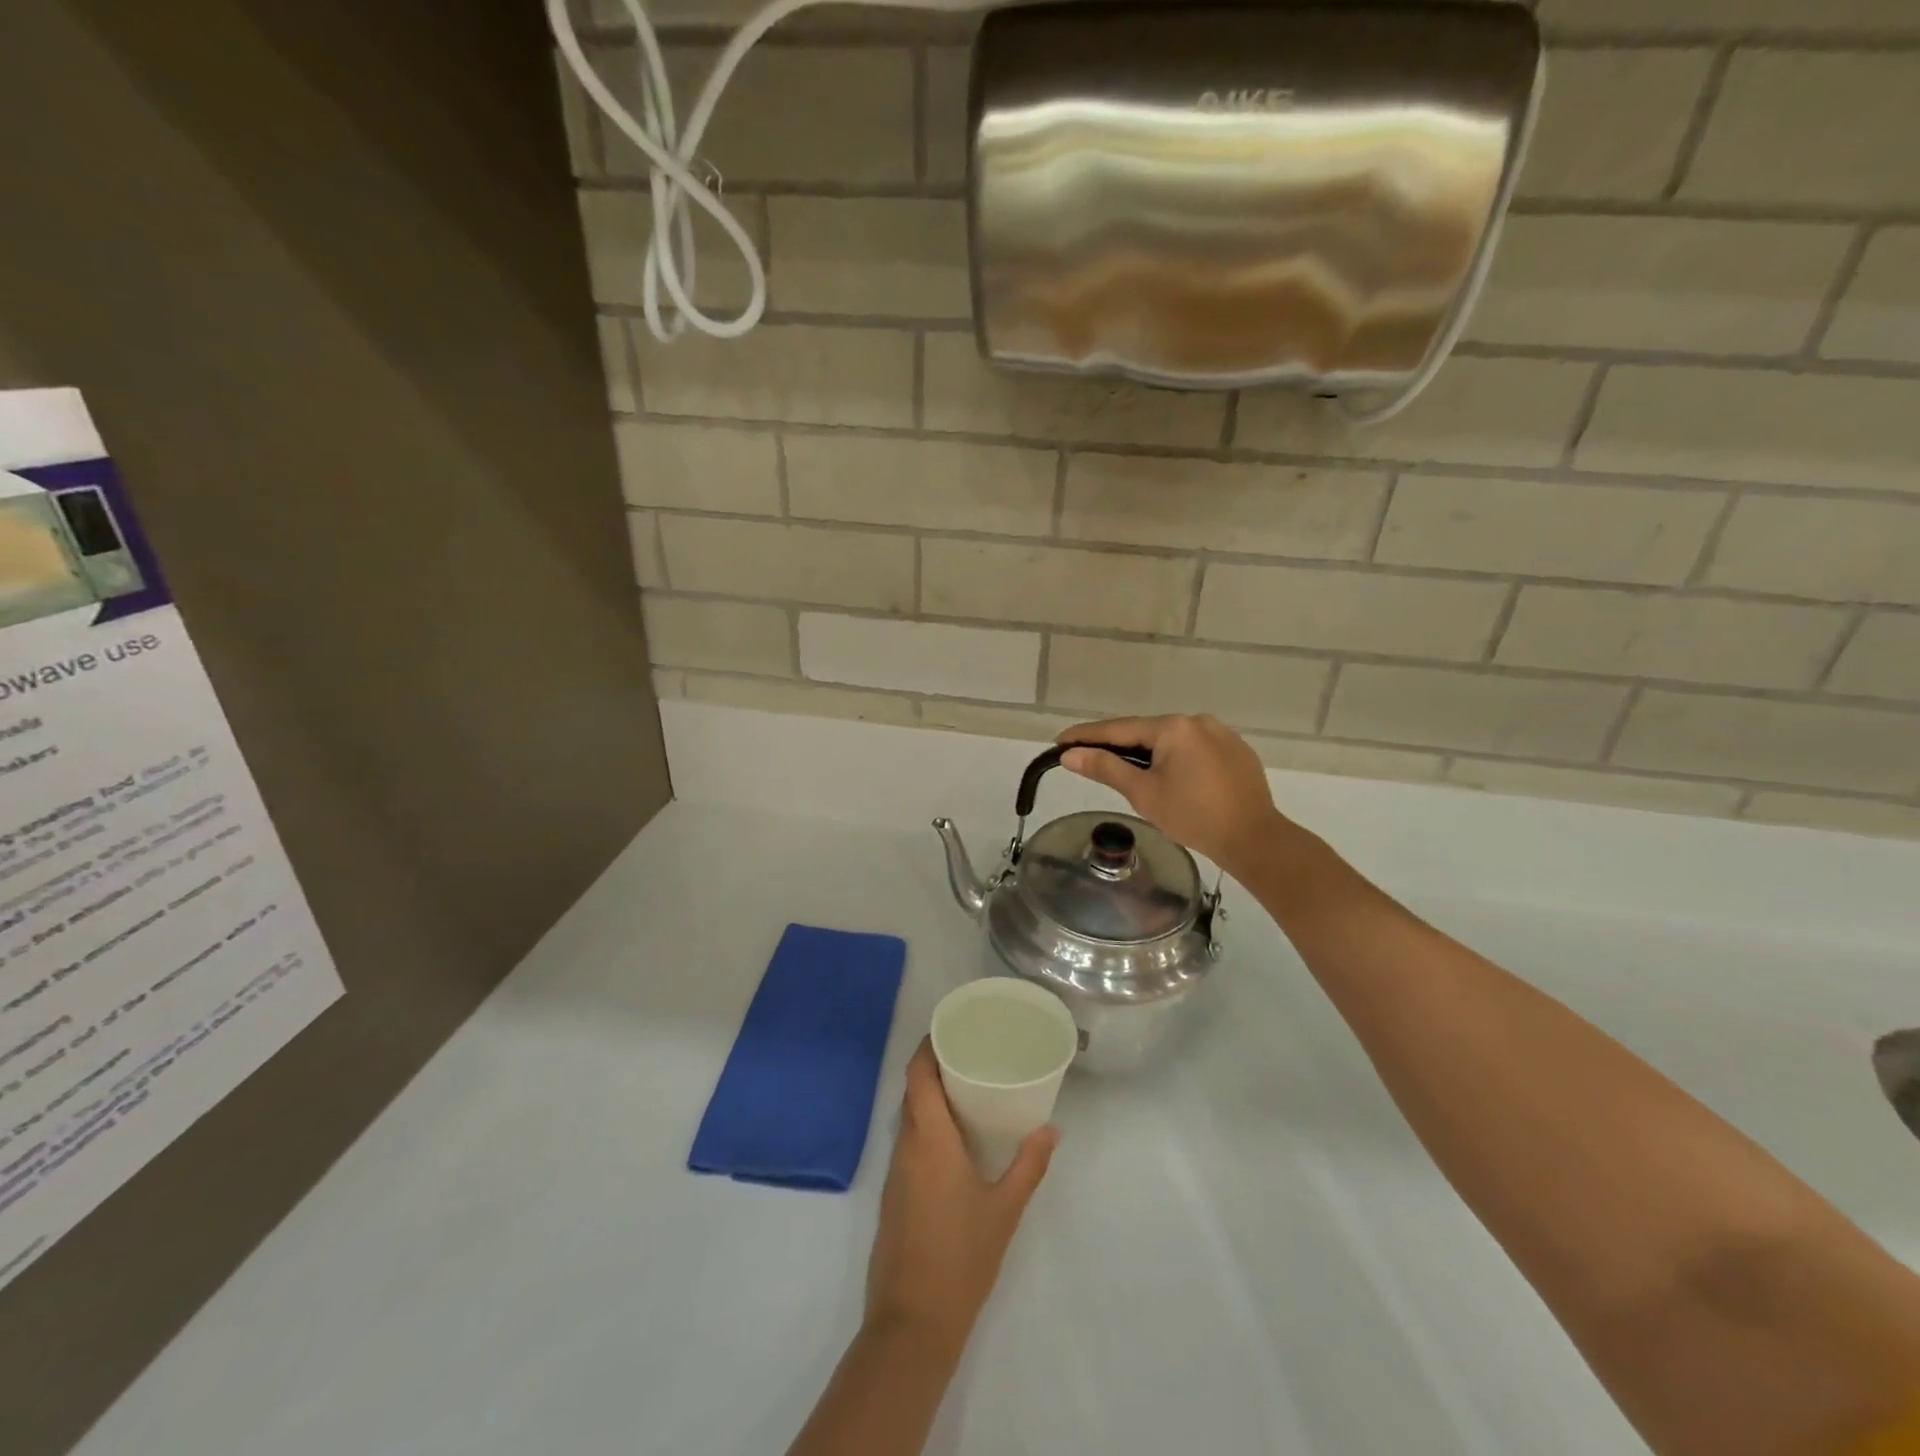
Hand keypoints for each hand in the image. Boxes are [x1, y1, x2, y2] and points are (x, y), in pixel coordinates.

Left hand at [865, 1041, 1057, 1354]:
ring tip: (966, 1088)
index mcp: (929, 1140)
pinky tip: (952, 1138)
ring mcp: (895, 1172)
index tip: (951, 1028)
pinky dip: (925, 1126)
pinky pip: (907, 1142)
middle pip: (912, 1091)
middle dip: (934, 1066)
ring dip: (929, 1097)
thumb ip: (1029, 1165)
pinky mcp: (892, 1195)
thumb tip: (1052, 1129)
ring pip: (908, 1117)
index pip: (918, 1075)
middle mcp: (906, 1146)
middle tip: (969, 1053)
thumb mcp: (1005, 1210)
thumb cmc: (961, 1258)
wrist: (912, 1324)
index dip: (928, 1046)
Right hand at [1058, 715, 1290, 877]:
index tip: (1060, 742)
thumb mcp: (1143, 793)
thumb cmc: (1193, 816)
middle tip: (1090, 760)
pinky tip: (1172, 779)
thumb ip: (1106, 768)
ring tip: (1130, 774)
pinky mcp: (1237, 751)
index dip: (1086, 736)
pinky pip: (1194, 749)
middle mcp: (1197, 721)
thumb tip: (1070, 754)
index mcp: (1173, 727)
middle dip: (1118, 746)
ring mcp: (1221, 734)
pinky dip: (1176, 760)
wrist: (1255, 839)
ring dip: (1148, 753)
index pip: (1118, 729)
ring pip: (1171, 741)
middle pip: (1146, 732)